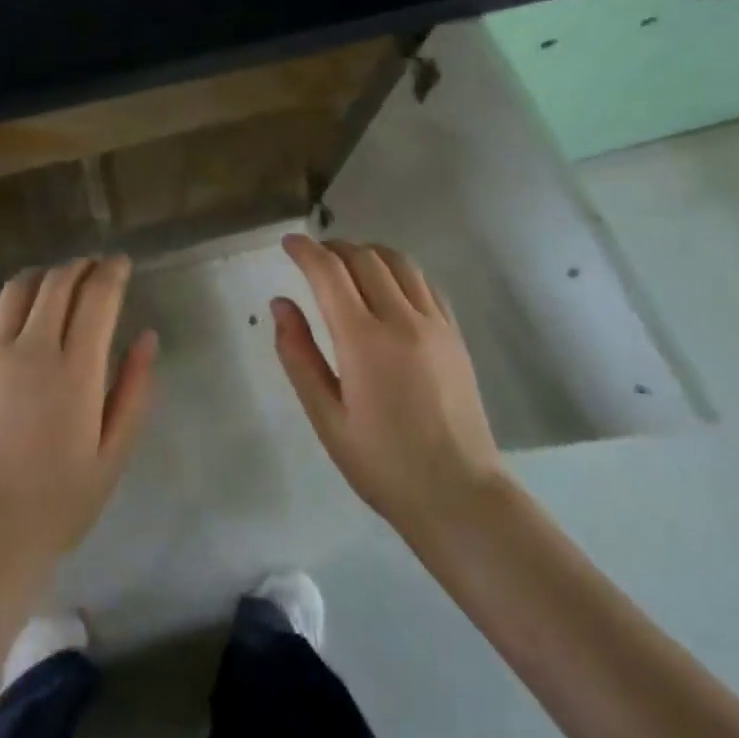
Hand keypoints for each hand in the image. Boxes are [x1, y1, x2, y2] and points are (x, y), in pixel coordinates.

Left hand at [0, 257, 157, 602]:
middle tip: (95, 268)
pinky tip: (22, 313)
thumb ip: (134, 390)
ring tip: (60, 283)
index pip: (97, 296)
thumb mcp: (113, 455)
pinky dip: (12, 301)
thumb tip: (147, 338)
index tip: (121, 263)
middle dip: (82, 266)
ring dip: (45, 275)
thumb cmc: (58, 503)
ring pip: (18, 288)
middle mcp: (31, 350)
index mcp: (75, 372)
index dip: (112, 271)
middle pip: (58, 282)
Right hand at [273, 235, 503, 543]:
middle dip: (334, 248)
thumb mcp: (326, 418)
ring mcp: (435, 325)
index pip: (329, 273)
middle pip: (364, 258)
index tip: (288, 242)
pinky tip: (388, 286)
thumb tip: (280, 304)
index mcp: (364, 341)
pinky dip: (399, 270)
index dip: (305, 250)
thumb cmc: (382, 464)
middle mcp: (402, 321)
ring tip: (348, 263)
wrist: (459, 495)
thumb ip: (299, 355)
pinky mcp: (455, 335)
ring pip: (399, 262)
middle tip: (313, 257)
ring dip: (368, 252)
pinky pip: (425, 283)